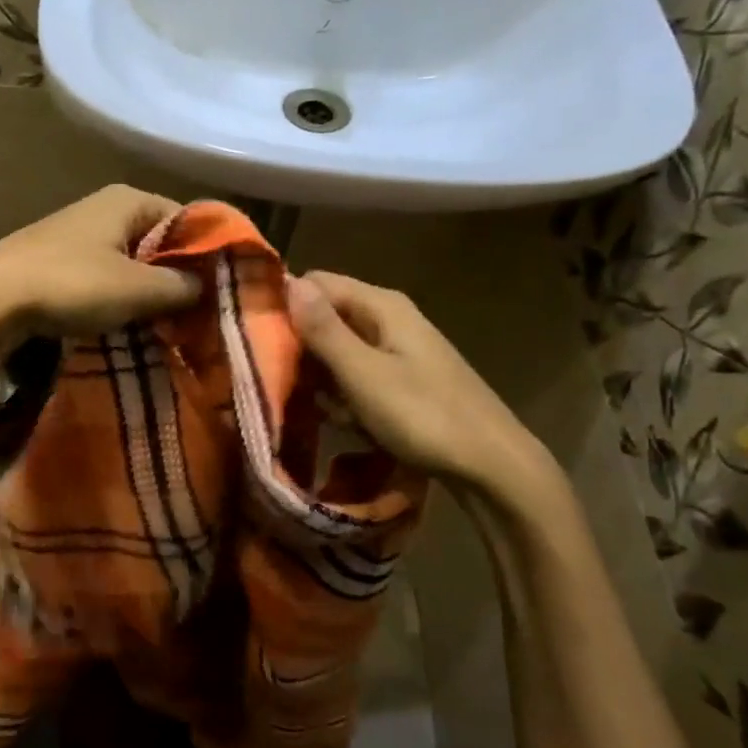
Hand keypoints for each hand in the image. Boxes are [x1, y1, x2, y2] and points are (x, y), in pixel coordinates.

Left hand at [0, 185, 202, 345]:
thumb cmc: (73, 284)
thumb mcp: (139, 289)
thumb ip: (182, 286)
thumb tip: (206, 288)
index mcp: (128, 199)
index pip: (187, 219)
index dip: (207, 254)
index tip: (220, 291)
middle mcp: (103, 207)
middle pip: (158, 241)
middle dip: (176, 276)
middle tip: (195, 314)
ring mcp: (76, 232)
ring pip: (130, 261)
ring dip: (146, 291)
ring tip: (163, 324)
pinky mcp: (56, 259)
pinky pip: (103, 275)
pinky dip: (117, 296)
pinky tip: (121, 321)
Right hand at [287, 270, 558, 507]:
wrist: (492, 465)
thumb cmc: (423, 416)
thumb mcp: (363, 374)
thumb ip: (323, 329)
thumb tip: (286, 281)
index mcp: (381, 306)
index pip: (316, 282)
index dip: (284, 304)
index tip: (256, 338)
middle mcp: (389, 318)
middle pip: (327, 316)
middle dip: (300, 346)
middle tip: (278, 380)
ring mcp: (399, 350)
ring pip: (339, 349)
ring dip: (321, 376)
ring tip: (312, 406)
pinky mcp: (403, 379)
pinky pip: (358, 374)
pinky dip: (345, 394)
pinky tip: (344, 420)